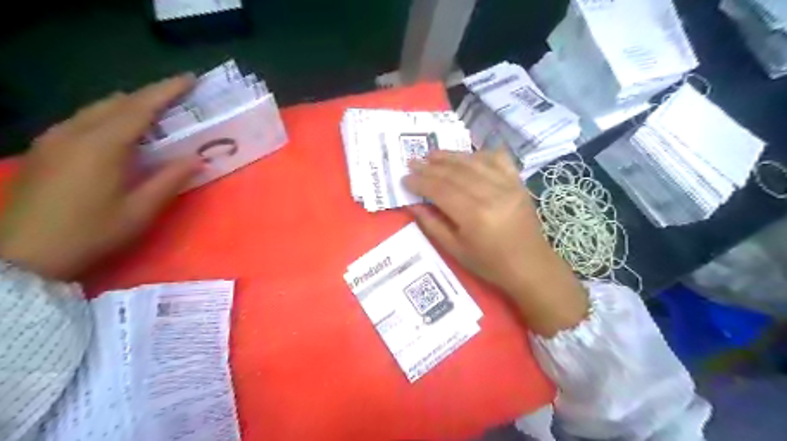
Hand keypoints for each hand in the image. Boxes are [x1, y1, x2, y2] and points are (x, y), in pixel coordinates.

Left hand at [0, 73, 198, 277]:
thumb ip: (170, 180)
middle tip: (177, 99)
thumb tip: (198, 159)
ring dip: (128, 106)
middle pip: (117, 102)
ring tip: (153, 114)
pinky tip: (117, 133)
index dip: (167, 90)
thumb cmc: (91, 233)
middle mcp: (75, 132)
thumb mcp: (140, 211)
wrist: (23, 255)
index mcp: (103, 145)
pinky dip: (107, 117)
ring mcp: (53, 139)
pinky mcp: (44, 149)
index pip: (141, 107)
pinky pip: (81, 120)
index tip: (190, 78)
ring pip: (96, 109)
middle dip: (149, 96)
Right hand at [409, 150, 585, 335]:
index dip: (420, 182)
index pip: (440, 190)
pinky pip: (498, 159)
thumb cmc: (490, 264)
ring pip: (473, 161)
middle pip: (454, 173)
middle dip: (430, 167)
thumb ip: (432, 225)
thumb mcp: (455, 250)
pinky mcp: (518, 182)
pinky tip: (467, 156)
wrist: (530, 265)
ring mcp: (508, 185)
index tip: (404, 178)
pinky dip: (480, 154)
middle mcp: (491, 194)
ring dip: (450, 156)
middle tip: (412, 162)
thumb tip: (412, 204)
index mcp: (474, 215)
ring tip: (432, 154)